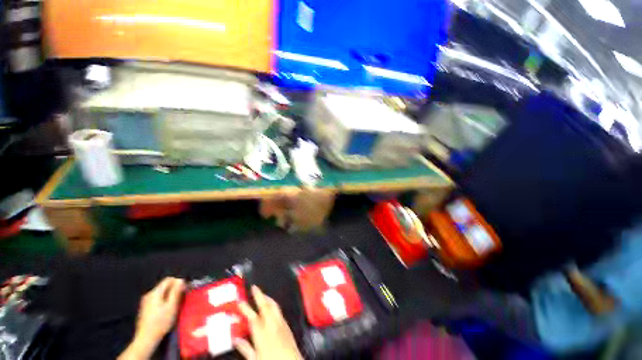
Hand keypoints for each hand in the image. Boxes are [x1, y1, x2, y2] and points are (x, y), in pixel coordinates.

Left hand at [118, 277, 185, 359]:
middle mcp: (149, 294)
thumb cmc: (161, 322)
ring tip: (176, 303)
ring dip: (170, 294)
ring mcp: (145, 301)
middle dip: (174, 288)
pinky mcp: (145, 308)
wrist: (146, 338)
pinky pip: (157, 298)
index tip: (185, 288)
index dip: (178, 281)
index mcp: (155, 292)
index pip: (168, 279)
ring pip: (161, 292)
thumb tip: (181, 280)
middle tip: (182, 296)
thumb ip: (176, 291)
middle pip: (164, 285)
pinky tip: (167, 308)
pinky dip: (164, 299)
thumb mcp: (172, 306)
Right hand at [235, 286, 301, 359]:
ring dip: (267, 298)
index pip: (252, 317)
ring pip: (273, 306)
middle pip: (265, 306)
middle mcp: (272, 324)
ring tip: (262, 295)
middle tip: (254, 287)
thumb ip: (245, 348)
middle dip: (259, 295)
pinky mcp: (287, 325)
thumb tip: (236, 340)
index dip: (246, 309)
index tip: (240, 301)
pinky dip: (273, 306)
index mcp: (262, 333)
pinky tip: (271, 307)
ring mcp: (281, 323)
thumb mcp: (254, 359)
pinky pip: (279, 311)